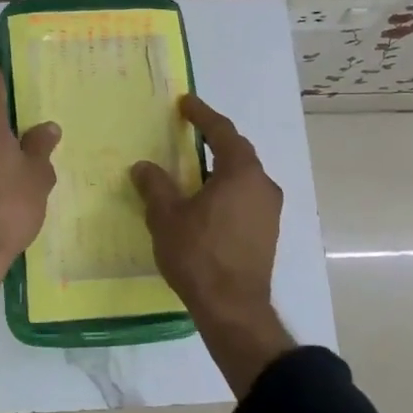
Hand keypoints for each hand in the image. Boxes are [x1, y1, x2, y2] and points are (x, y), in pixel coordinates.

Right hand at [131, 95, 295, 396]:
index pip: (222, 132)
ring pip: (243, 177)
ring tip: (194, 168)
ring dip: (220, 167)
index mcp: (241, 173)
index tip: (186, 103)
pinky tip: (206, 201)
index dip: (202, 115)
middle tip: (190, 130)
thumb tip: (144, 167)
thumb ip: (155, 186)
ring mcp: (269, 211)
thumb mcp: (167, 216)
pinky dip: (226, 189)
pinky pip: (246, 197)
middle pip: (238, 152)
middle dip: (214, 139)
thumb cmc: (199, 255)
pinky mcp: (266, 232)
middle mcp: (262, 186)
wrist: (233, 308)